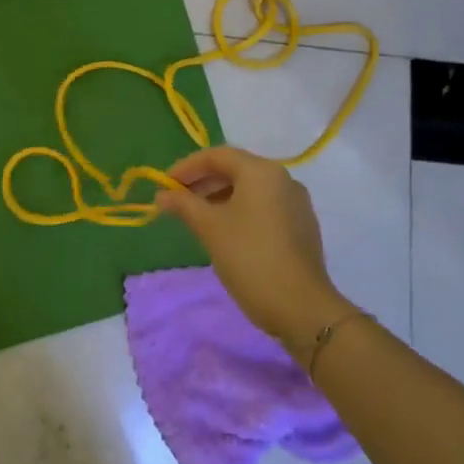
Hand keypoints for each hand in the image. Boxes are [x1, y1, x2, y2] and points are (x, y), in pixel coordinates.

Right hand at [156, 146, 353, 345]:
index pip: (217, 155)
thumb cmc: (250, 258)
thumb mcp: (210, 228)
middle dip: (202, 182)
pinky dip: (239, 210)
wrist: (301, 308)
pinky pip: (263, 206)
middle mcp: (283, 179)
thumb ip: (183, 204)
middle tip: (176, 201)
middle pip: (235, 169)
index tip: (164, 186)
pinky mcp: (301, 226)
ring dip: (219, 197)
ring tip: (196, 217)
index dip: (186, 167)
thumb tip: (162, 195)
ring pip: (249, 189)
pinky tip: (224, 231)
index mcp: (262, 171)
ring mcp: (296, 203)